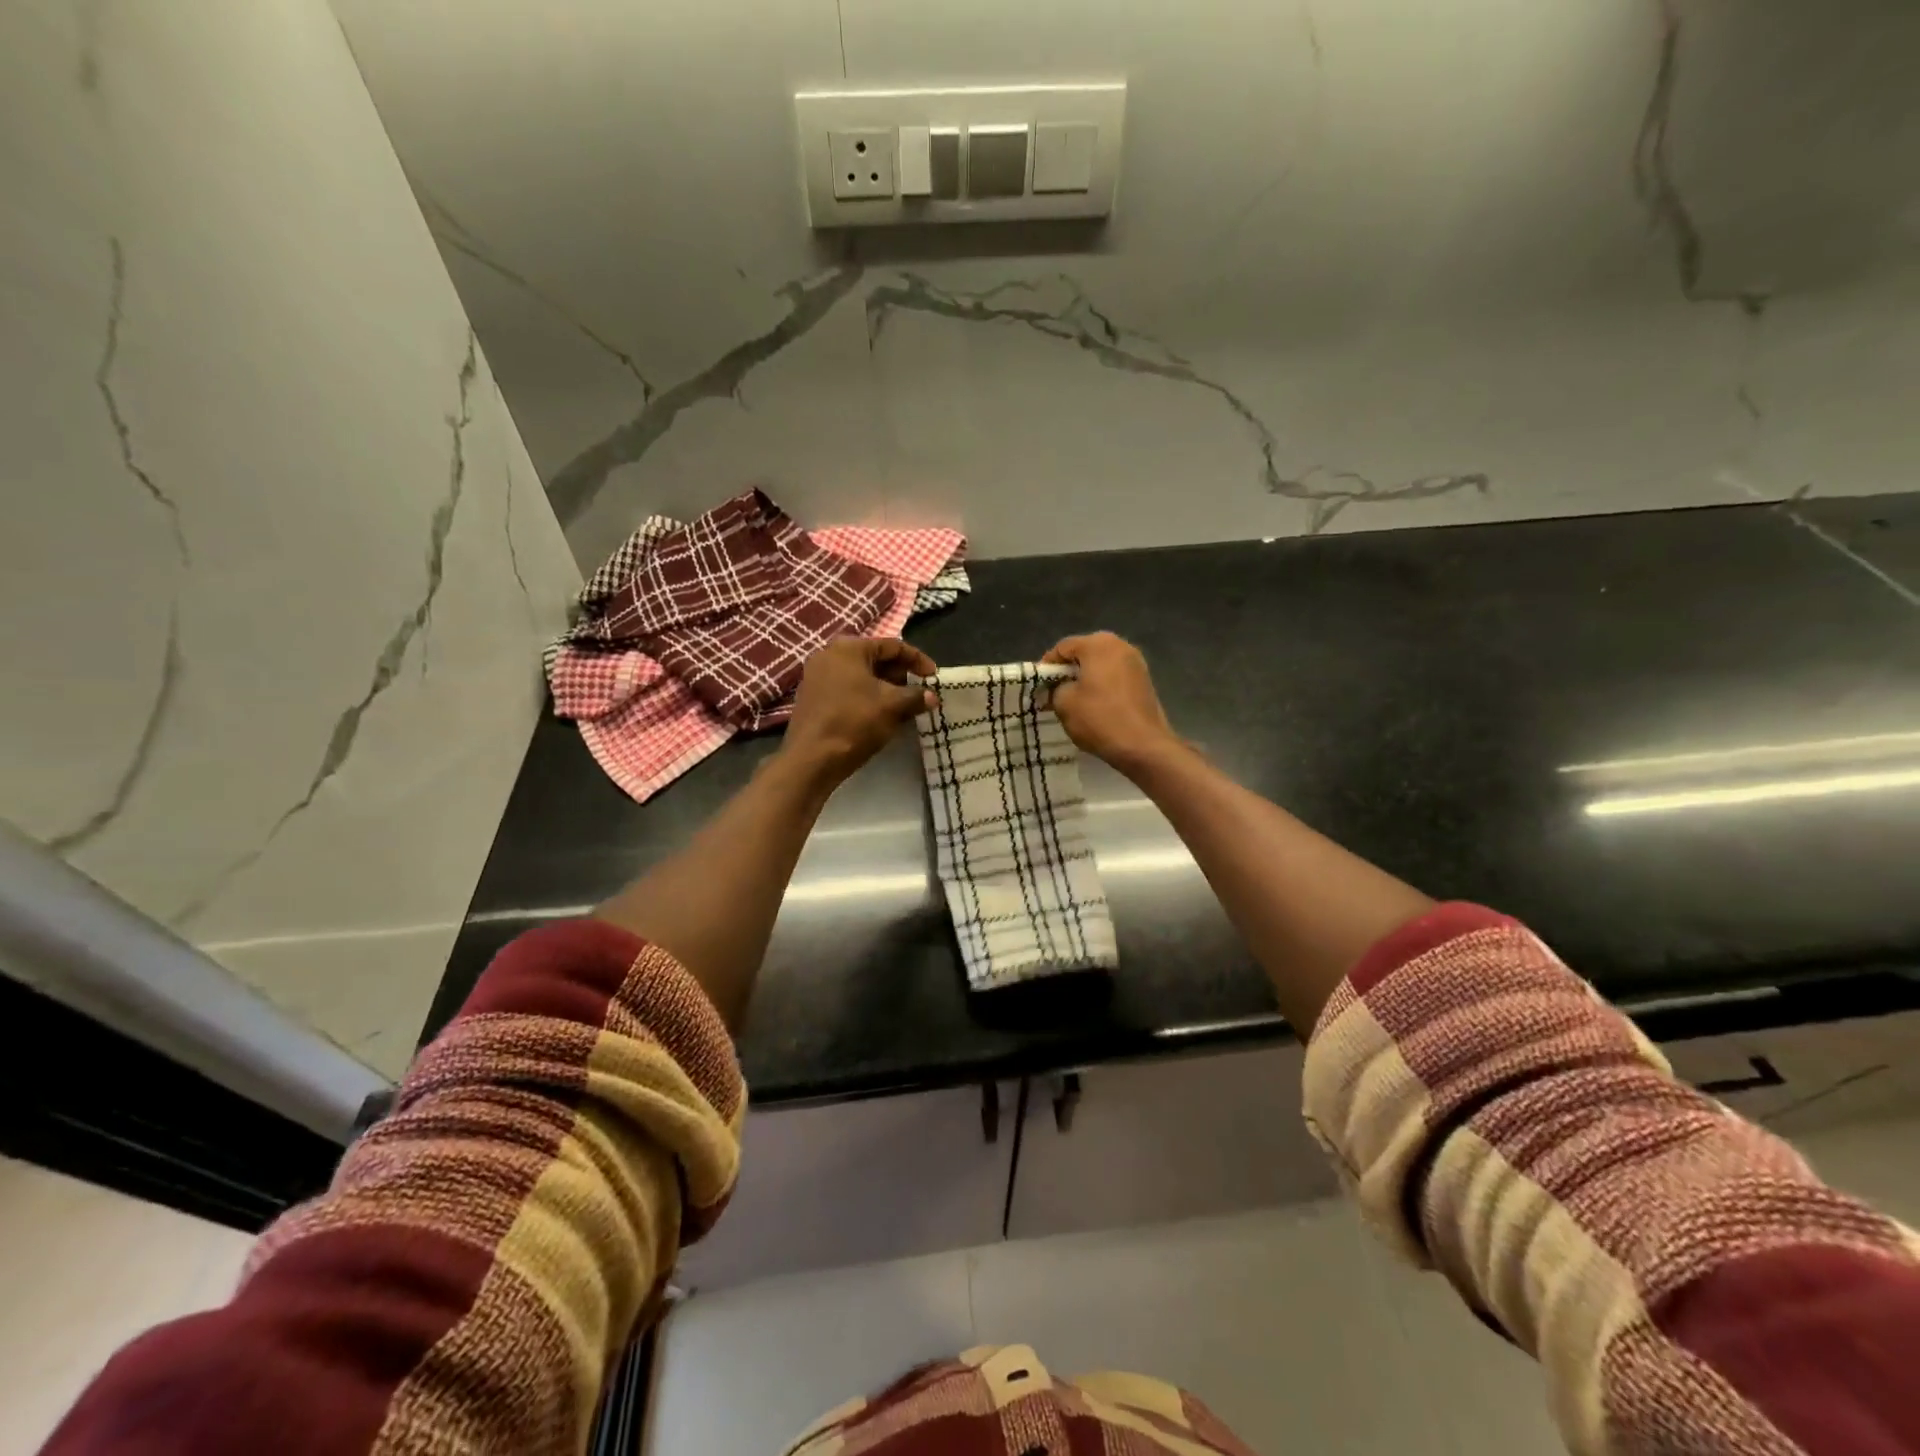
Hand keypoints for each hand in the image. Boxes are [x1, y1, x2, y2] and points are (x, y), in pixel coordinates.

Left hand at [781, 638, 936, 785]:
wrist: (812, 758)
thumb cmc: (855, 722)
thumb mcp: (893, 707)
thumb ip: (916, 697)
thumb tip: (932, 697)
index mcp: (849, 648)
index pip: (892, 646)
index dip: (917, 660)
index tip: (934, 676)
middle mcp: (829, 654)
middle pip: (875, 659)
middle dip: (900, 675)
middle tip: (918, 692)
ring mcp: (817, 676)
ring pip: (861, 676)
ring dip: (885, 688)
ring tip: (903, 706)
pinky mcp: (813, 697)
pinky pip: (847, 689)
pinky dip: (867, 697)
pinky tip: (879, 715)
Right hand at [1042, 632, 1180, 774]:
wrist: (1144, 746)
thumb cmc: (1099, 719)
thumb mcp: (1064, 703)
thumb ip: (1054, 688)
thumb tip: (1056, 688)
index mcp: (1098, 644)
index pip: (1062, 647)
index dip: (1047, 666)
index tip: (1038, 686)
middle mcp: (1120, 645)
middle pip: (1084, 653)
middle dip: (1067, 671)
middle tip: (1054, 691)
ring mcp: (1136, 662)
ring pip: (1101, 665)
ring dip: (1085, 678)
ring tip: (1073, 700)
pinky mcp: (1145, 681)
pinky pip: (1115, 676)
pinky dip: (1102, 686)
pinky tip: (1095, 705)